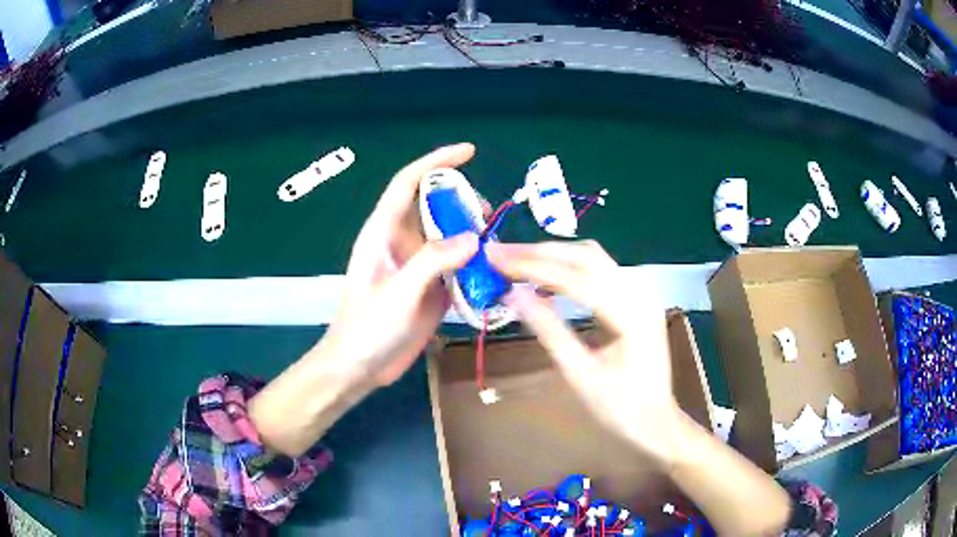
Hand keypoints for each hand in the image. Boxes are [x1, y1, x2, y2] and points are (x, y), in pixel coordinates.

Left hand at [324, 143, 479, 385]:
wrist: (360, 366)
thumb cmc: (367, 327)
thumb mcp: (399, 292)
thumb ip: (433, 261)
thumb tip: (474, 238)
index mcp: (383, 232)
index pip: (407, 183)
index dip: (436, 162)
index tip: (468, 151)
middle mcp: (401, 242)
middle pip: (434, 206)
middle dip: (462, 202)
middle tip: (486, 216)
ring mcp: (417, 265)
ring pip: (449, 236)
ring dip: (472, 235)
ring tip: (494, 245)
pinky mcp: (431, 287)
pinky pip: (457, 265)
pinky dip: (476, 264)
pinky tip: (494, 272)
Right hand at [486, 240, 683, 465]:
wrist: (656, 422)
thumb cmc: (620, 408)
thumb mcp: (580, 374)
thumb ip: (549, 331)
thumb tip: (514, 295)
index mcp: (631, 315)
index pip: (577, 277)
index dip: (533, 265)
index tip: (496, 257)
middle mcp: (640, 293)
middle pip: (586, 256)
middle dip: (540, 252)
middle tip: (500, 254)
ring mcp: (641, 293)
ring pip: (593, 259)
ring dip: (554, 256)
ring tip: (517, 262)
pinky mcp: (635, 299)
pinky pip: (599, 272)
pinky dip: (569, 268)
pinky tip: (547, 278)